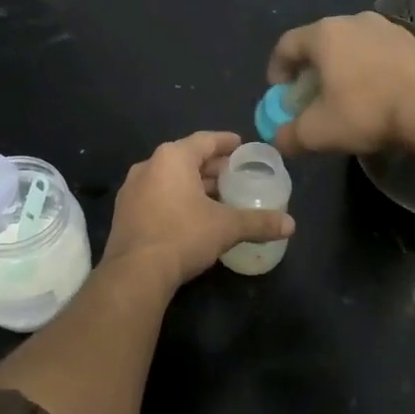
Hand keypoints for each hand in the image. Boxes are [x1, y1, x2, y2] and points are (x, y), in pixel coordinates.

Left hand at [102, 131, 294, 287]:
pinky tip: (192, 216)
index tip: (242, 146)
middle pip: (186, 159)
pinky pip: (156, 196)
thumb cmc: (183, 236)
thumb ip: (259, 222)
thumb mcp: (227, 227)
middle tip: (235, 175)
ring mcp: (132, 190)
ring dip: (194, 185)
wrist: (135, 273)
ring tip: (218, 197)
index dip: (226, 142)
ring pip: (170, 178)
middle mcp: (148, 165)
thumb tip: (291, 225)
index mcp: (172, 158)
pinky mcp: (124, 213)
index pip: (205, 140)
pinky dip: (176, 199)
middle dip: (212, 167)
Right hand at [267, 12, 414, 155]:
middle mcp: (353, 20)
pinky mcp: (412, 40)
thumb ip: (289, 135)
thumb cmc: (367, 112)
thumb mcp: (318, 132)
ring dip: (341, 68)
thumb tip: (278, 139)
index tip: (280, 94)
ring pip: (350, 46)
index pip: (286, 45)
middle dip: (310, 71)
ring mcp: (386, 27)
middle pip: (319, 43)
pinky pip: (378, 52)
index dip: (276, 70)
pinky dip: (368, 69)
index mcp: (324, 34)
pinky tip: (377, 94)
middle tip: (311, 98)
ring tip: (346, 97)